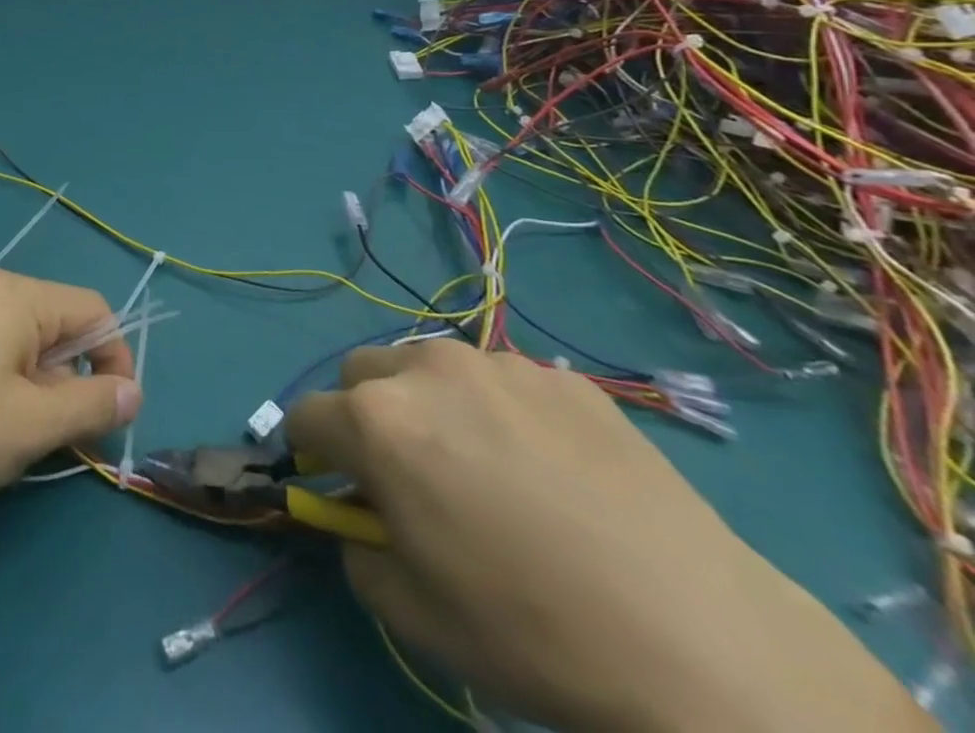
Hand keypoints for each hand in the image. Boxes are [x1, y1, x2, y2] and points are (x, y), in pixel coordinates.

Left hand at [0, 269, 142, 512]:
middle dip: (70, 380)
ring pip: (19, 341)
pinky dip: (1, 381)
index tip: (114, 415)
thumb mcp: (30, 424)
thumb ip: (91, 405)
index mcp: (16, 294)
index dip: (116, 360)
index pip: (93, 310)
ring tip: (14, 436)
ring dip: (35, 386)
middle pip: (55, 324)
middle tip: (58, 437)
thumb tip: (132, 392)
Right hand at [285, 339, 929, 732]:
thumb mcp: (413, 614)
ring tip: (488, 467)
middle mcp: (424, 370)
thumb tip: (358, 517)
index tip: (334, 483)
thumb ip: (357, 549)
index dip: (310, 452)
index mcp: (376, 421)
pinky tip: (553, 471)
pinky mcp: (562, 377)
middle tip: (411, 473)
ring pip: (429, 366)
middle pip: (360, 373)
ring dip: (431, 403)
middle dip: (365, 414)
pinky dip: (500, 411)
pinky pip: (502, 381)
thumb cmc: (533, 632)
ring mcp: (498, 365)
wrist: (705, 646)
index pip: (306, 415)